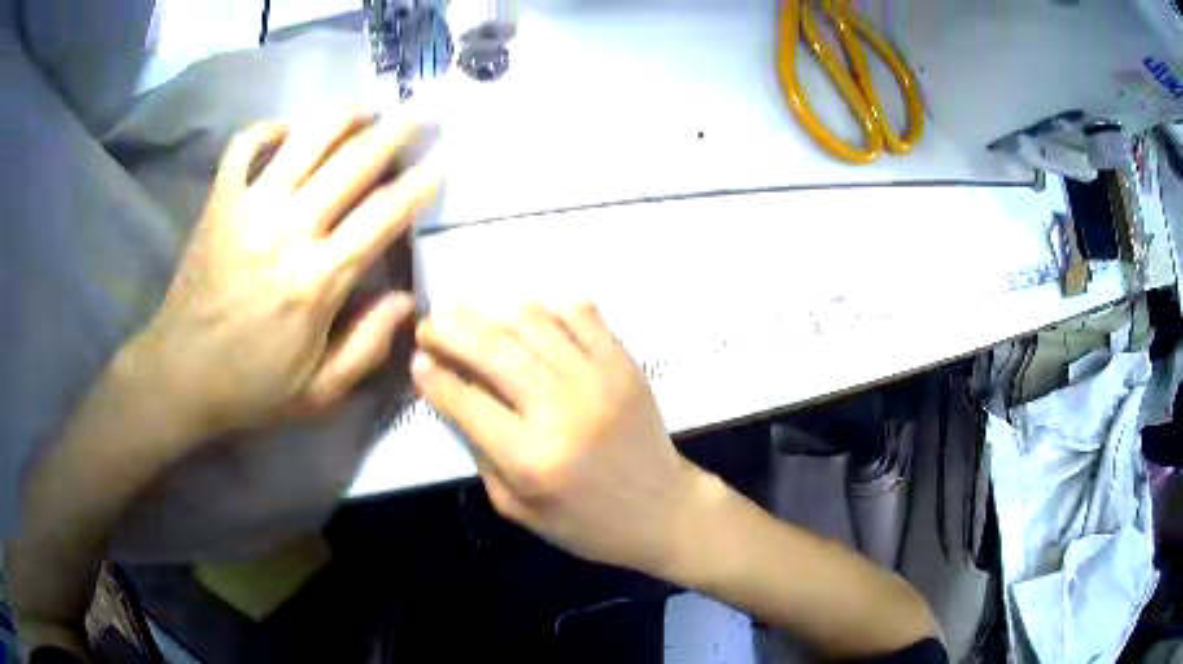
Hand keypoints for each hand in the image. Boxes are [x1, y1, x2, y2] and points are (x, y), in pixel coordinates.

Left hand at [136, 109, 439, 437]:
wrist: (179, 375)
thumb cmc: (251, 387)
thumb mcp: (319, 392)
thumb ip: (368, 347)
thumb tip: (408, 301)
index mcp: (317, 281)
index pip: (383, 216)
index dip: (418, 185)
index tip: (440, 164)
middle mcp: (288, 230)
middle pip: (354, 161)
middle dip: (396, 132)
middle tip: (420, 113)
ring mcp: (249, 207)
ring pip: (307, 137)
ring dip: (344, 115)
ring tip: (366, 108)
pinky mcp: (219, 200)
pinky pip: (246, 144)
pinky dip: (271, 127)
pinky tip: (290, 130)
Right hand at [412, 304, 711, 576]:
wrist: (662, 510)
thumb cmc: (585, 522)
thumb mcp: (516, 506)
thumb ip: (479, 451)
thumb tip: (451, 394)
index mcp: (532, 457)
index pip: (466, 400)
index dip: (433, 375)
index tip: (418, 359)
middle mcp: (563, 409)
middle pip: (493, 349)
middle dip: (450, 329)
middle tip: (430, 324)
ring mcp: (599, 378)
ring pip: (533, 321)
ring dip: (492, 312)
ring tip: (470, 314)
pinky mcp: (625, 363)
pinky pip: (581, 314)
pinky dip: (548, 308)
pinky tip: (528, 318)